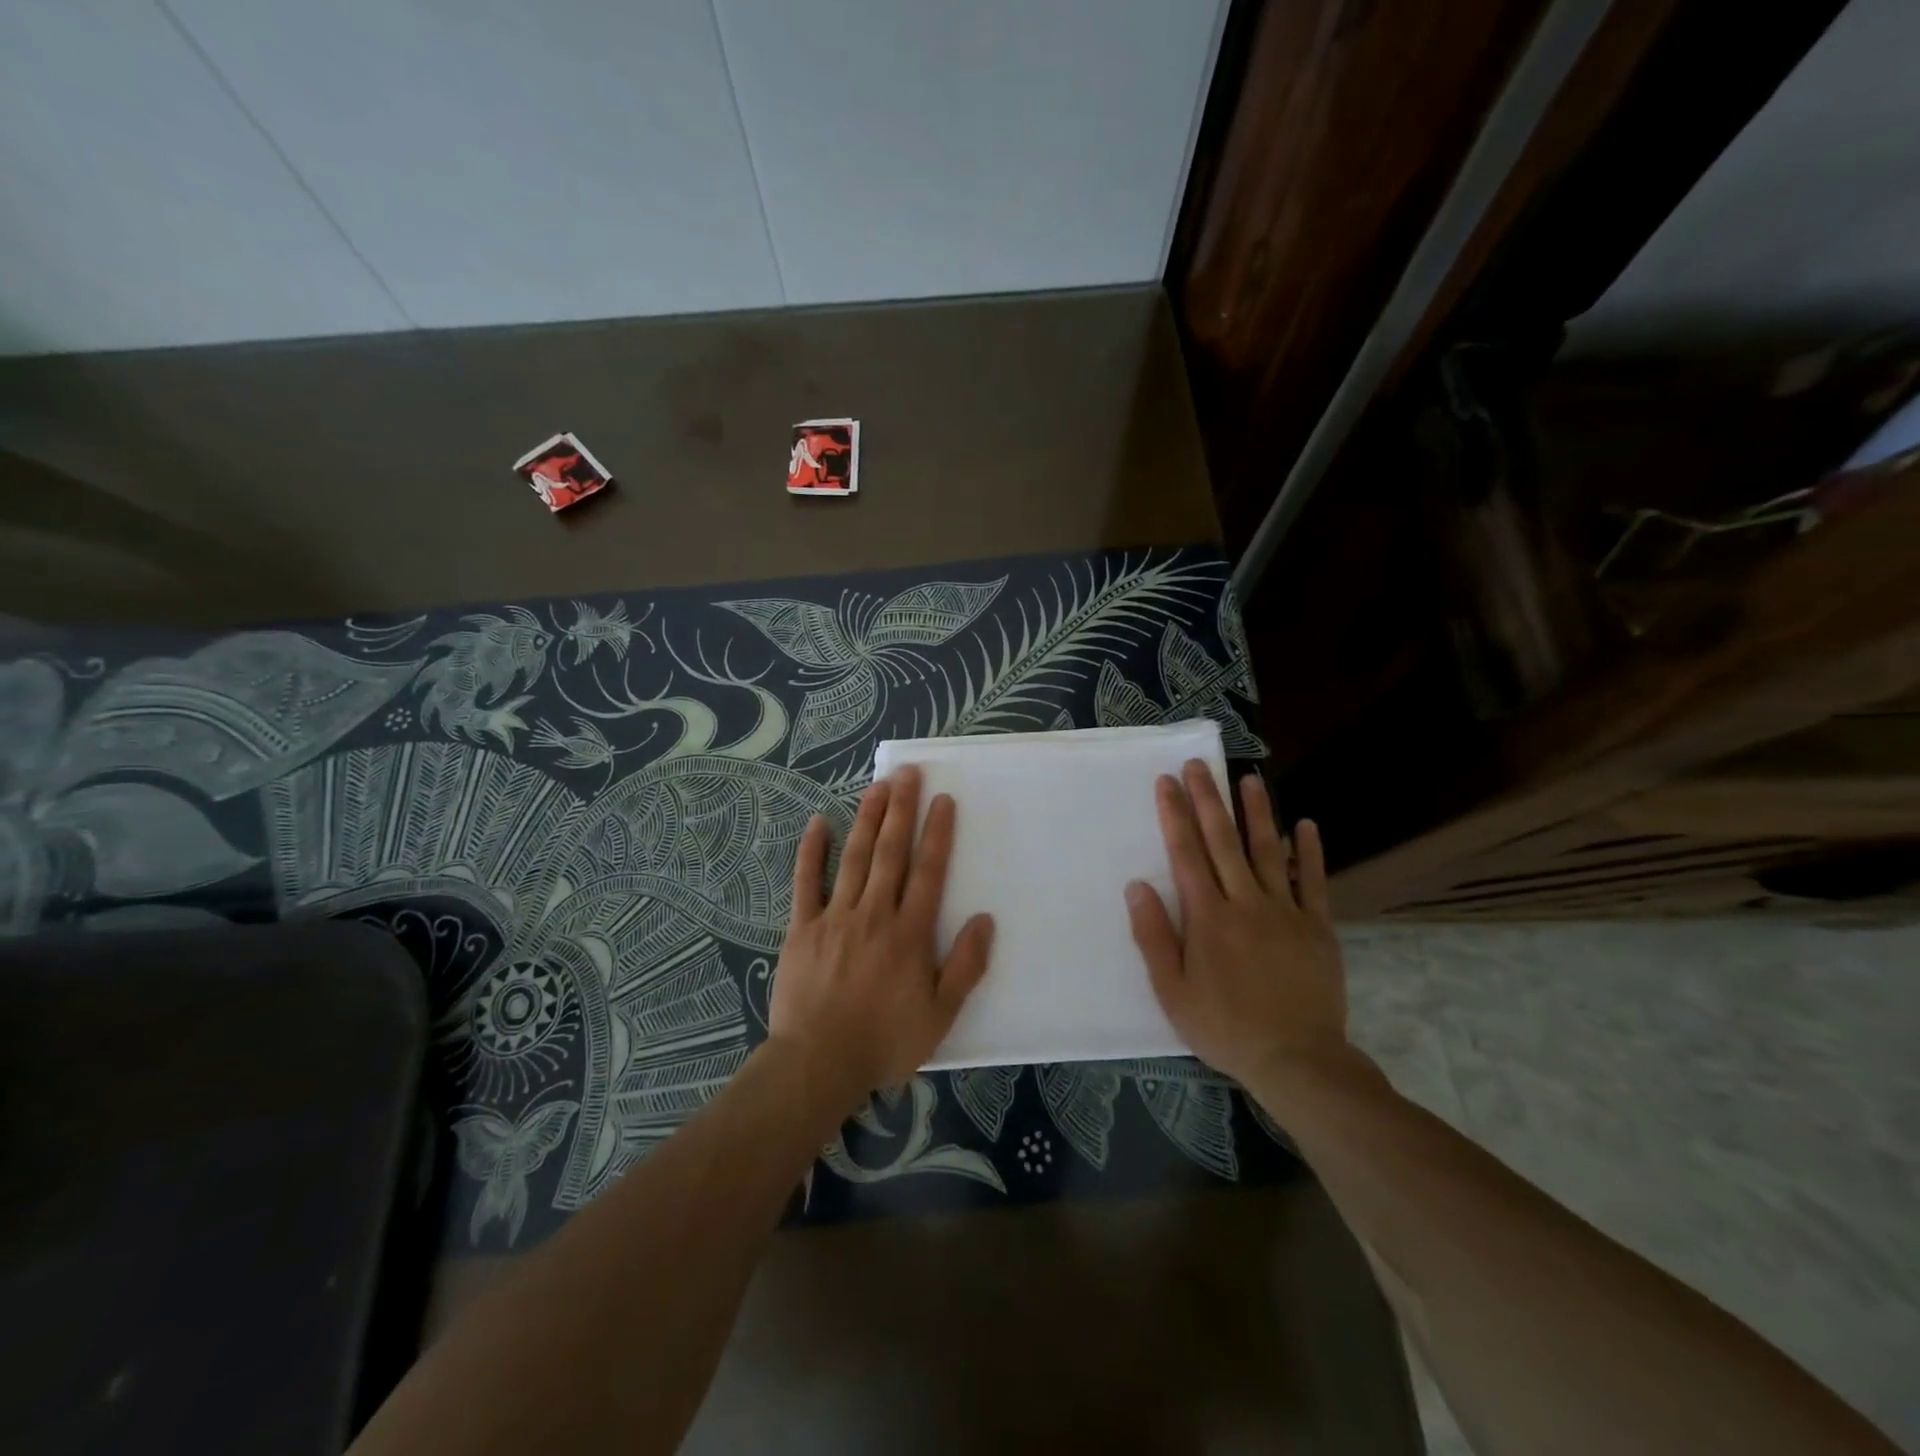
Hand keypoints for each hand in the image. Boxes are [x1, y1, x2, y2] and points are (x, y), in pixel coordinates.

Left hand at [770, 766, 994, 1108]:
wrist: (818, 1064)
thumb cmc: (885, 1041)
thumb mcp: (941, 1014)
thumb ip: (966, 965)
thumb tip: (985, 919)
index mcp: (910, 932)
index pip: (928, 871)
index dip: (937, 833)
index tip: (943, 799)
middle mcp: (874, 913)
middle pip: (890, 852)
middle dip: (901, 810)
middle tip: (907, 773)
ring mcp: (835, 917)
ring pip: (854, 857)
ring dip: (866, 819)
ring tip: (877, 786)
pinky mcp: (802, 928)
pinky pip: (805, 882)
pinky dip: (811, 851)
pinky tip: (817, 823)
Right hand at [1124, 760, 1347, 1087]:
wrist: (1297, 1060)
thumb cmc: (1225, 1027)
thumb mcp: (1172, 992)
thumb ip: (1154, 936)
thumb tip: (1137, 886)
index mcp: (1208, 918)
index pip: (1186, 854)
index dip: (1175, 815)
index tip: (1167, 782)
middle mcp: (1245, 903)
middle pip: (1223, 842)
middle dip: (1209, 800)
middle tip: (1199, 765)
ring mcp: (1285, 912)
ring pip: (1269, 851)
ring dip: (1258, 812)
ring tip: (1250, 778)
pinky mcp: (1317, 927)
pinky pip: (1313, 882)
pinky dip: (1310, 852)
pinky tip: (1306, 825)